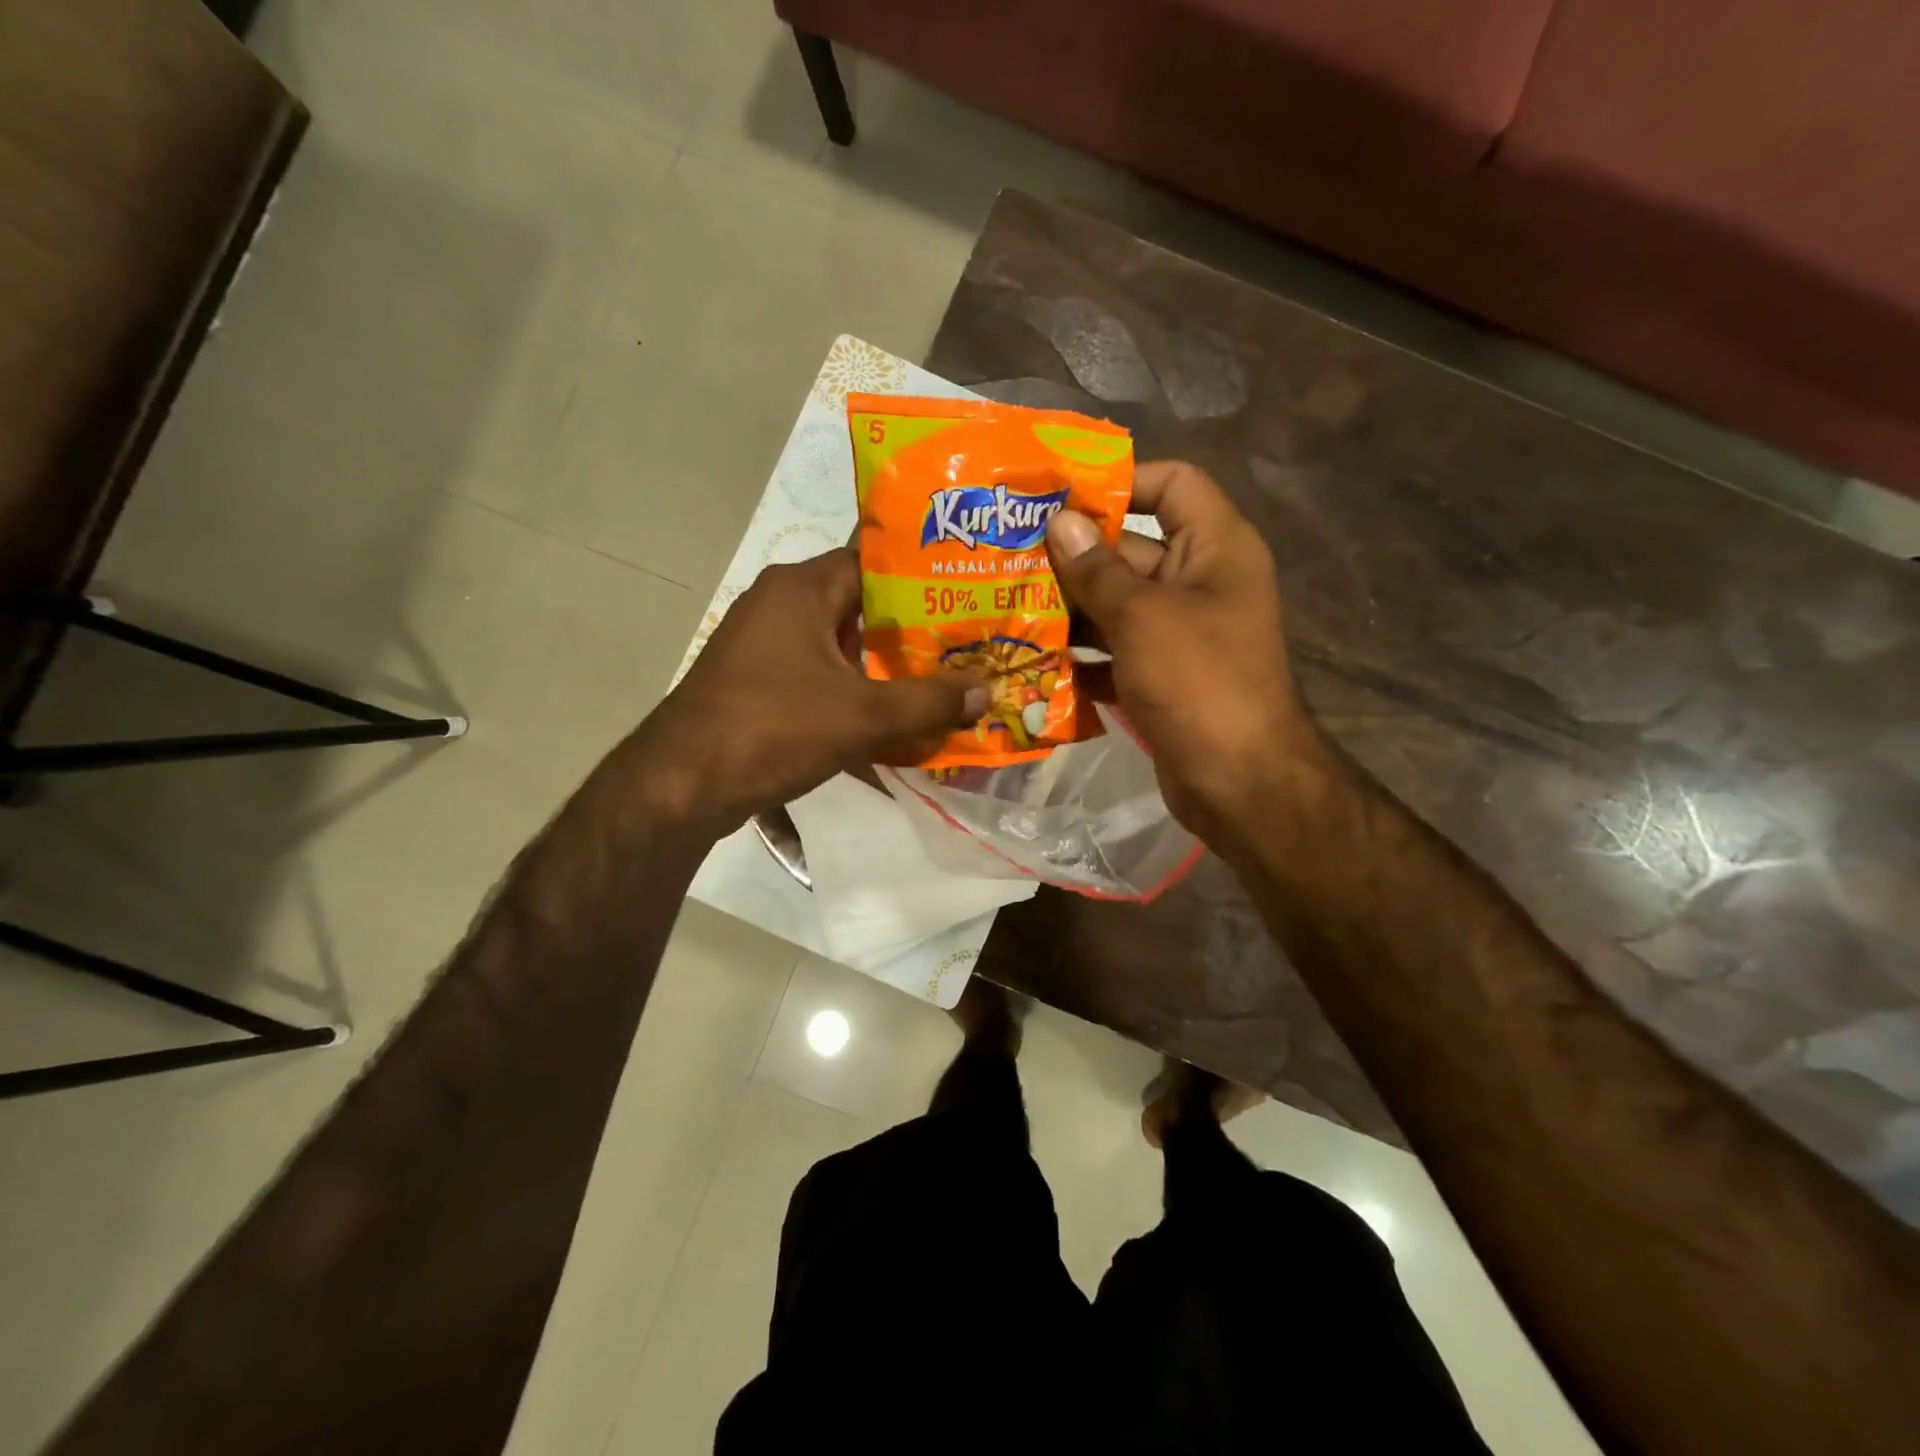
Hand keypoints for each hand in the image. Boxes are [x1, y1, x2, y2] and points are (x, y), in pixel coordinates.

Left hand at [633, 548, 986, 832]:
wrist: (683, 784)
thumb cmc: (773, 728)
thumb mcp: (862, 715)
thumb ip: (928, 701)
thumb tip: (987, 691)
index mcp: (800, 589)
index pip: (871, 561)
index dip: (919, 578)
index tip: (962, 596)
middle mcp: (777, 604)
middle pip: (858, 605)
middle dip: (908, 630)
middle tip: (960, 645)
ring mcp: (761, 645)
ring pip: (836, 644)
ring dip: (879, 665)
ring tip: (934, 681)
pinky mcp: (754, 682)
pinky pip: (815, 674)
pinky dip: (849, 690)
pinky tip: (885, 718)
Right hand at [1044, 461, 1319, 834]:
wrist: (1239, 782)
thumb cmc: (1199, 682)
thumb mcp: (1142, 617)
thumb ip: (1096, 569)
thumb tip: (1060, 521)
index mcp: (1216, 547)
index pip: (1172, 484)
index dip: (1120, 482)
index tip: (1059, 498)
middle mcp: (1201, 581)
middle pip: (1132, 548)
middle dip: (1074, 555)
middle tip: (1009, 556)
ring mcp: (1181, 632)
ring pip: (1117, 604)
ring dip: (1069, 608)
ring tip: (1009, 605)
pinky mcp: (1161, 675)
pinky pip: (1116, 650)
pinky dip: (1081, 655)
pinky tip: (1033, 659)